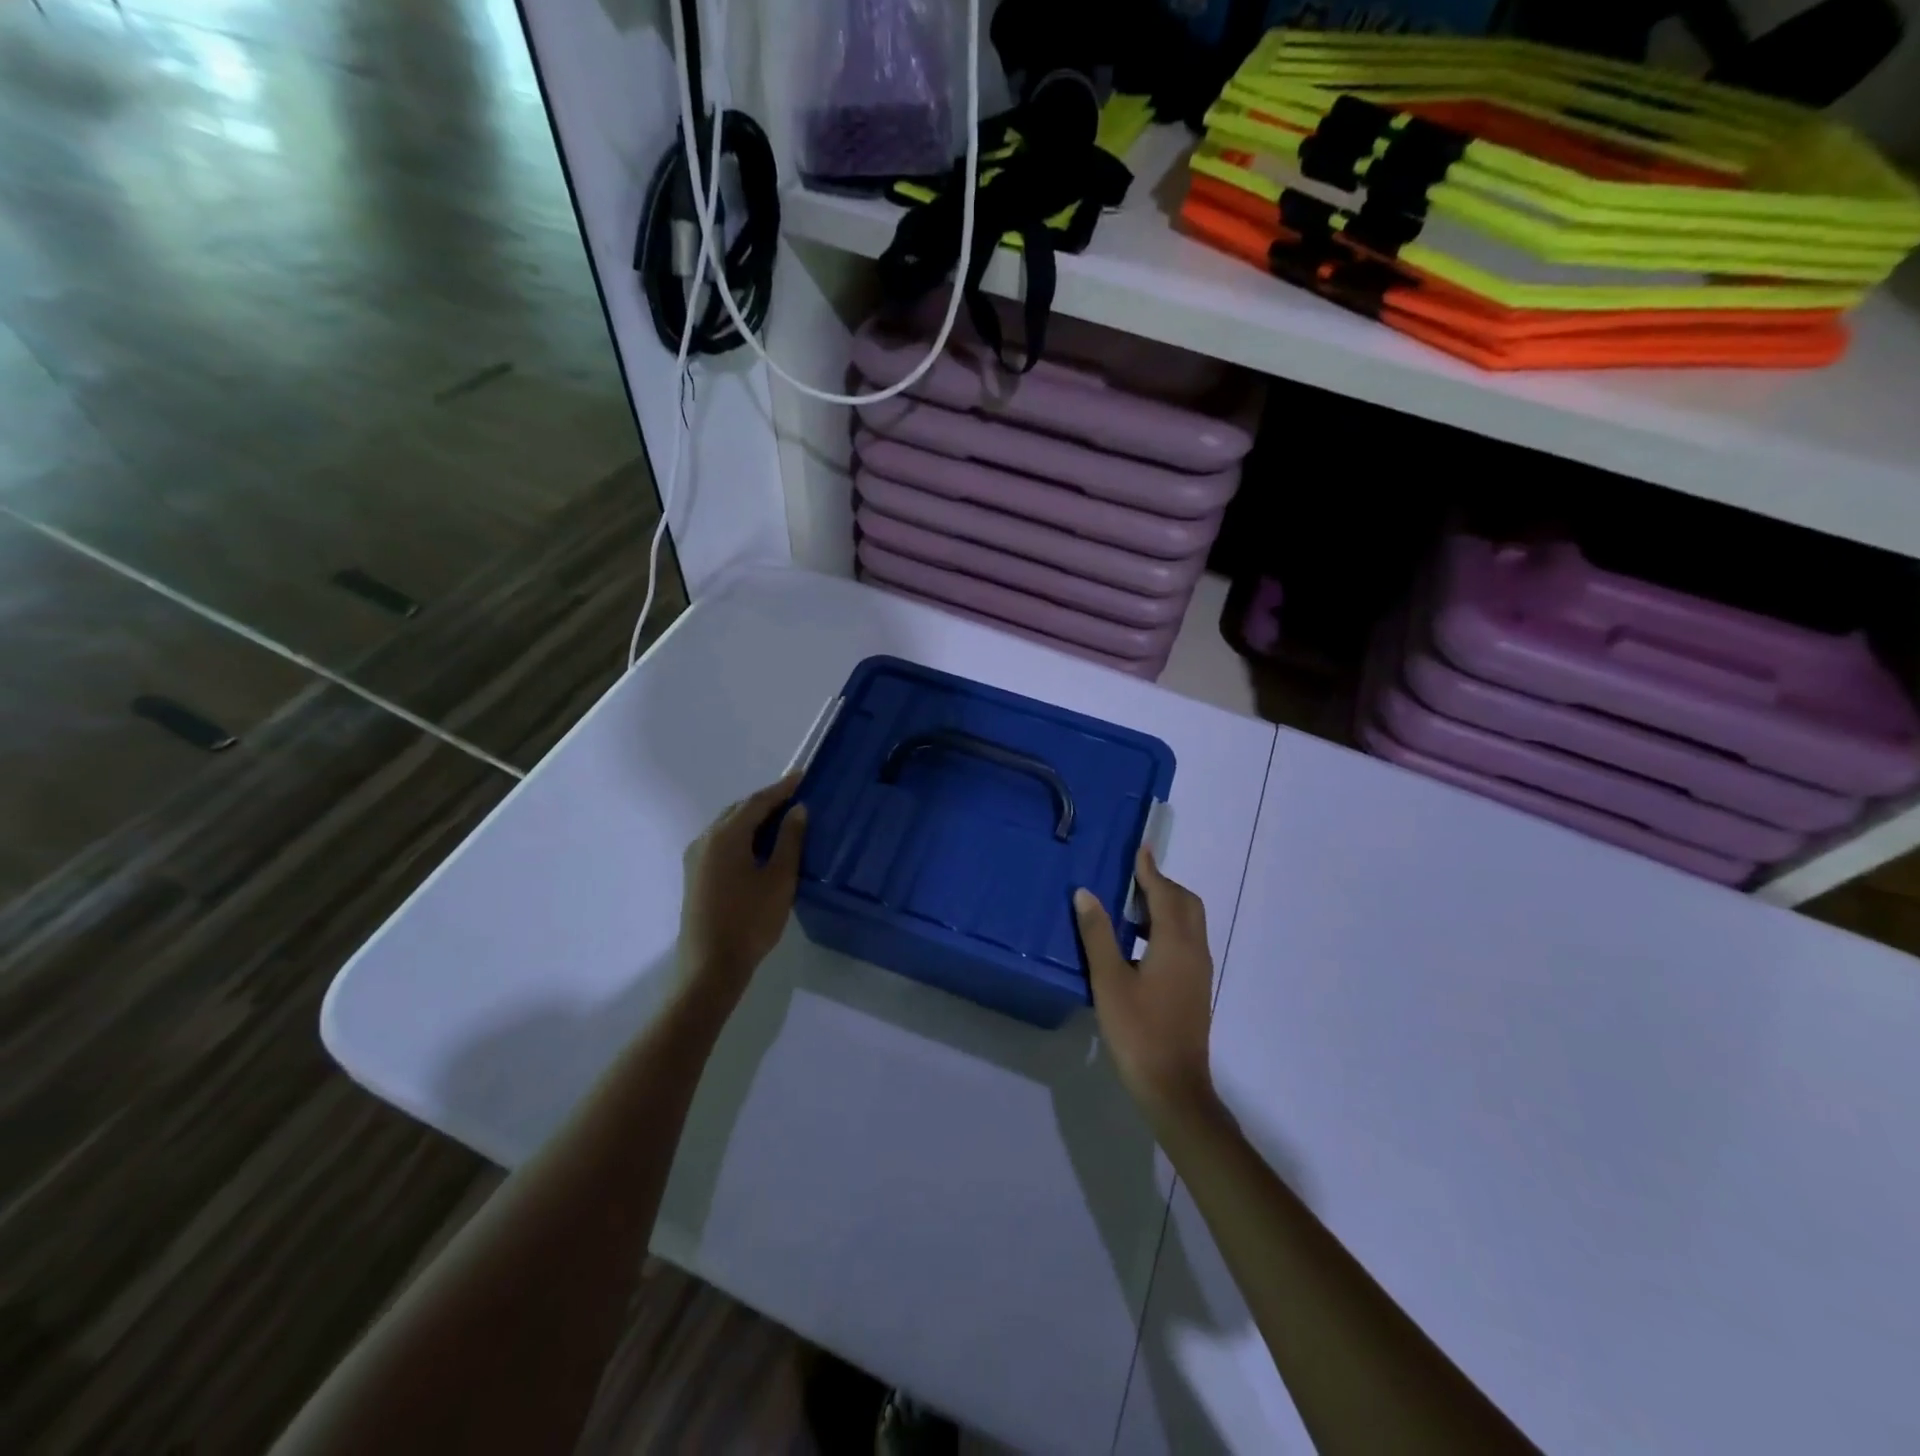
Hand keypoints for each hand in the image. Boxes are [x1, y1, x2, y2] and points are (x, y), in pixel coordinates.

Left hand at [678, 772, 807, 1009]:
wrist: (711, 967)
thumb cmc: (750, 920)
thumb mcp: (779, 879)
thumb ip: (789, 840)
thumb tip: (797, 810)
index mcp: (726, 836)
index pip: (757, 802)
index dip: (782, 788)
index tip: (802, 776)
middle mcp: (705, 839)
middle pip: (739, 810)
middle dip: (766, 801)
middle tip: (795, 798)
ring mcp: (696, 858)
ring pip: (728, 826)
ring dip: (753, 819)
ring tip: (782, 819)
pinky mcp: (695, 875)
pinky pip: (721, 842)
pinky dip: (742, 835)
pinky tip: (759, 846)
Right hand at [1074, 846, 1217, 1129]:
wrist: (1173, 1086)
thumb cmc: (1138, 1030)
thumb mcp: (1109, 980)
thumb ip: (1097, 934)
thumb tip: (1086, 893)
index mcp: (1176, 943)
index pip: (1165, 893)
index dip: (1151, 870)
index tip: (1140, 848)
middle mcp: (1195, 950)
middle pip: (1186, 903)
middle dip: (1162, 885)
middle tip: (1132, 878)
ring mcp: (1199, 971)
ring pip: (1189, 922)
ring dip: (1166, 905)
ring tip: (1131, 905)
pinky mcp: (1195, 987)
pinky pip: (1186, 940)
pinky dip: (1168, 926)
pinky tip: (1140, 941)